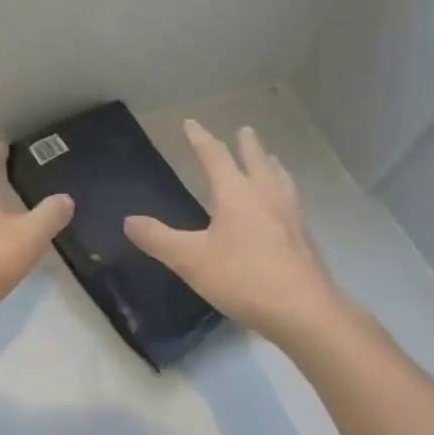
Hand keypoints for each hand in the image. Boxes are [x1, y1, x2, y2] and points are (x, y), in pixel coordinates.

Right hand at [125, 121, 347, 343]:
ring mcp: (290, 216)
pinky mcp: (304, 238)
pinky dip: (284, 190)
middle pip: (256, 161)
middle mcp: (266, 196)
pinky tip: (285, 206)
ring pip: (280, 179)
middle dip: (247, 145)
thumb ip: (158, 239)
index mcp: (236, 194)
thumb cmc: (243, 278)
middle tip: (245, 130)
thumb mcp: (190, 260)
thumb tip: (129, 220)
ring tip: (272, 159)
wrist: (303, 311)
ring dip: (271, 165)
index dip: (201, 139)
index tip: (191, 123)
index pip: (215, 156)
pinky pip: (292, 201)